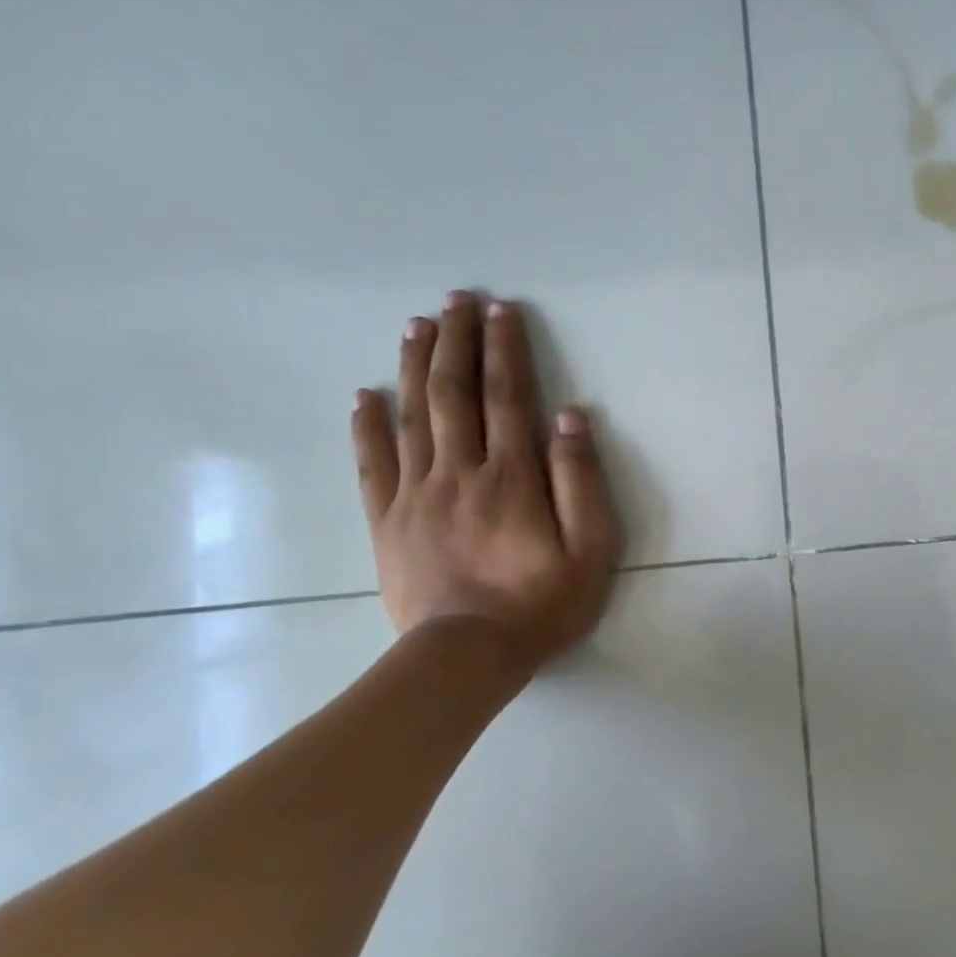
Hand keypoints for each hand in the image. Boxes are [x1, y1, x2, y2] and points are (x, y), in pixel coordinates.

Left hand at [352, 290, 623, 673]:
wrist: (467, 656)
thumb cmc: (542, 603)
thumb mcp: (591, 548)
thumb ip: (581, 481)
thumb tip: (571, 418)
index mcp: (512, 477)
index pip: (508, 398)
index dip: (506, 350)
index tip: (503, 310)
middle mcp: (460, 472)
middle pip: (456, 394)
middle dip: (458, 342)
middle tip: (458, 300)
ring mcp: (417, 495)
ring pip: (412, 417)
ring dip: (416, 367)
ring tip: (418, 326)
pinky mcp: (387, 521)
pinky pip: (372, 463)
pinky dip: (367, 425)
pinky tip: (364, 395)